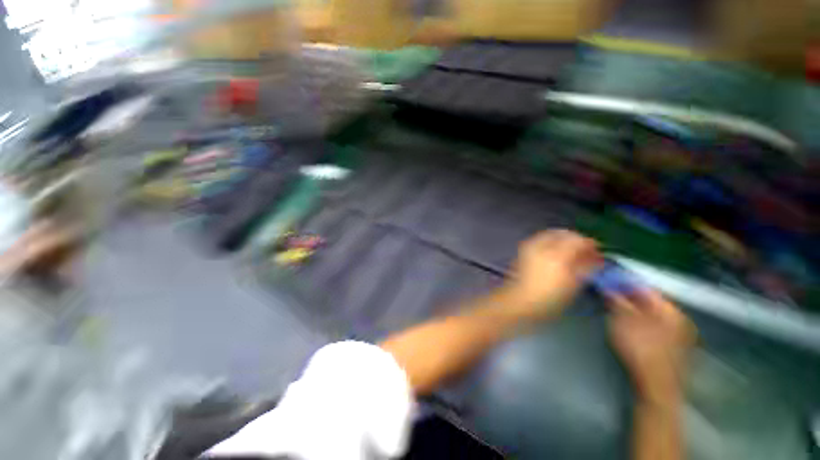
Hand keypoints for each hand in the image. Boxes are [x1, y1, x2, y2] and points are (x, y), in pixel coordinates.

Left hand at [505, 230, 601, 318]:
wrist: (520, 299)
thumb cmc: (549, 297)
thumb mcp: (573, 285)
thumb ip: (585, 268)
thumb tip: (595, 258)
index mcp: (557, 254)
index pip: (578, 240)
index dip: (590, 243)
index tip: (597, 251)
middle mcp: (543, 245)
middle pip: (564, 233)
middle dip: (576, 239)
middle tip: (584, 250)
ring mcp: (531, 245)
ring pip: (551, 234)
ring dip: (563, 239)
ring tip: (571, 251)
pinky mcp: (524, 249)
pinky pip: (541, 239)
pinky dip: (551, 241)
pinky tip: (555, 252)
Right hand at [608, 289, 694, 403]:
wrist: (656, 386)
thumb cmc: (640, 350)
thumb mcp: (623, 321)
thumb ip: (617, 301)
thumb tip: (609, 287)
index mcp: (670, 310)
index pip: (645, 288)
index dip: (624, 283)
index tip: (607, 280)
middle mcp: (678, 319)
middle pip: (650, 301)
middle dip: (629, 296)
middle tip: (609, 295)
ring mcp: (679, 334)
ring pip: (653, 314)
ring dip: (634, 309)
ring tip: (616, 309)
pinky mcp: (673, 347)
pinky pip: (655, 325)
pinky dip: (641, 321)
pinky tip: (629, 326)